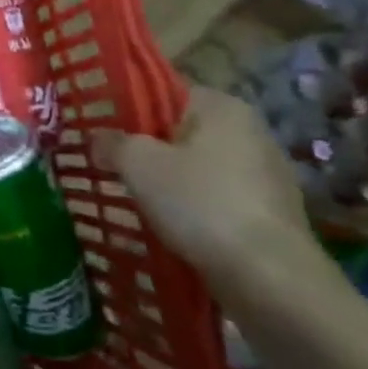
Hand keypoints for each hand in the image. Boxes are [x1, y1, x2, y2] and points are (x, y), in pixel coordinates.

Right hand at [93, 88, 337, 310]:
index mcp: (222, 107)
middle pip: (183, 130)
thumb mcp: (137, 164)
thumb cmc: (200, 203)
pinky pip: (216, 197)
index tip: (101, 127)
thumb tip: (98, 138)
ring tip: (132, 196)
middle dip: (148, 146)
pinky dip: (192, 206)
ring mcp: (266, 174)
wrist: (268, 276)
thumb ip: (112, 142)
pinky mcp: (269, 212)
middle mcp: (251, 132)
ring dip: (169, 179)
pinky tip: (168, 224)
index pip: (166, 92)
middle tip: (110, 163)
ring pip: (199, 166)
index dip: (129, 107)